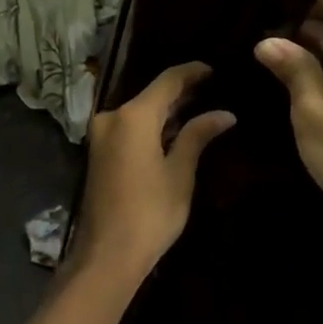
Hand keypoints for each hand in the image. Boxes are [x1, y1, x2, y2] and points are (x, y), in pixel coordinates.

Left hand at [70, 62, 234, 283]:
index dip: (192, 72)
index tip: (215, 69)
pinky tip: (174, 130)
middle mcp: (111, 117)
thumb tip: (224, 113)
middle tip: (213, 90)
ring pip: (139, 112)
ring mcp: (101, 135)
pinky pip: (129, 127)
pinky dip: (151, 125)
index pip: (167, 81)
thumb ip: (197, 136)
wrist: (107, 254)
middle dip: (180, 92)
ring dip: (166, 110)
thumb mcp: (180, 173)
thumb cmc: (150, 213)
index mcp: (132, 117)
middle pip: (151, 95)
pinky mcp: (99, 152)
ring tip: (200, 107)